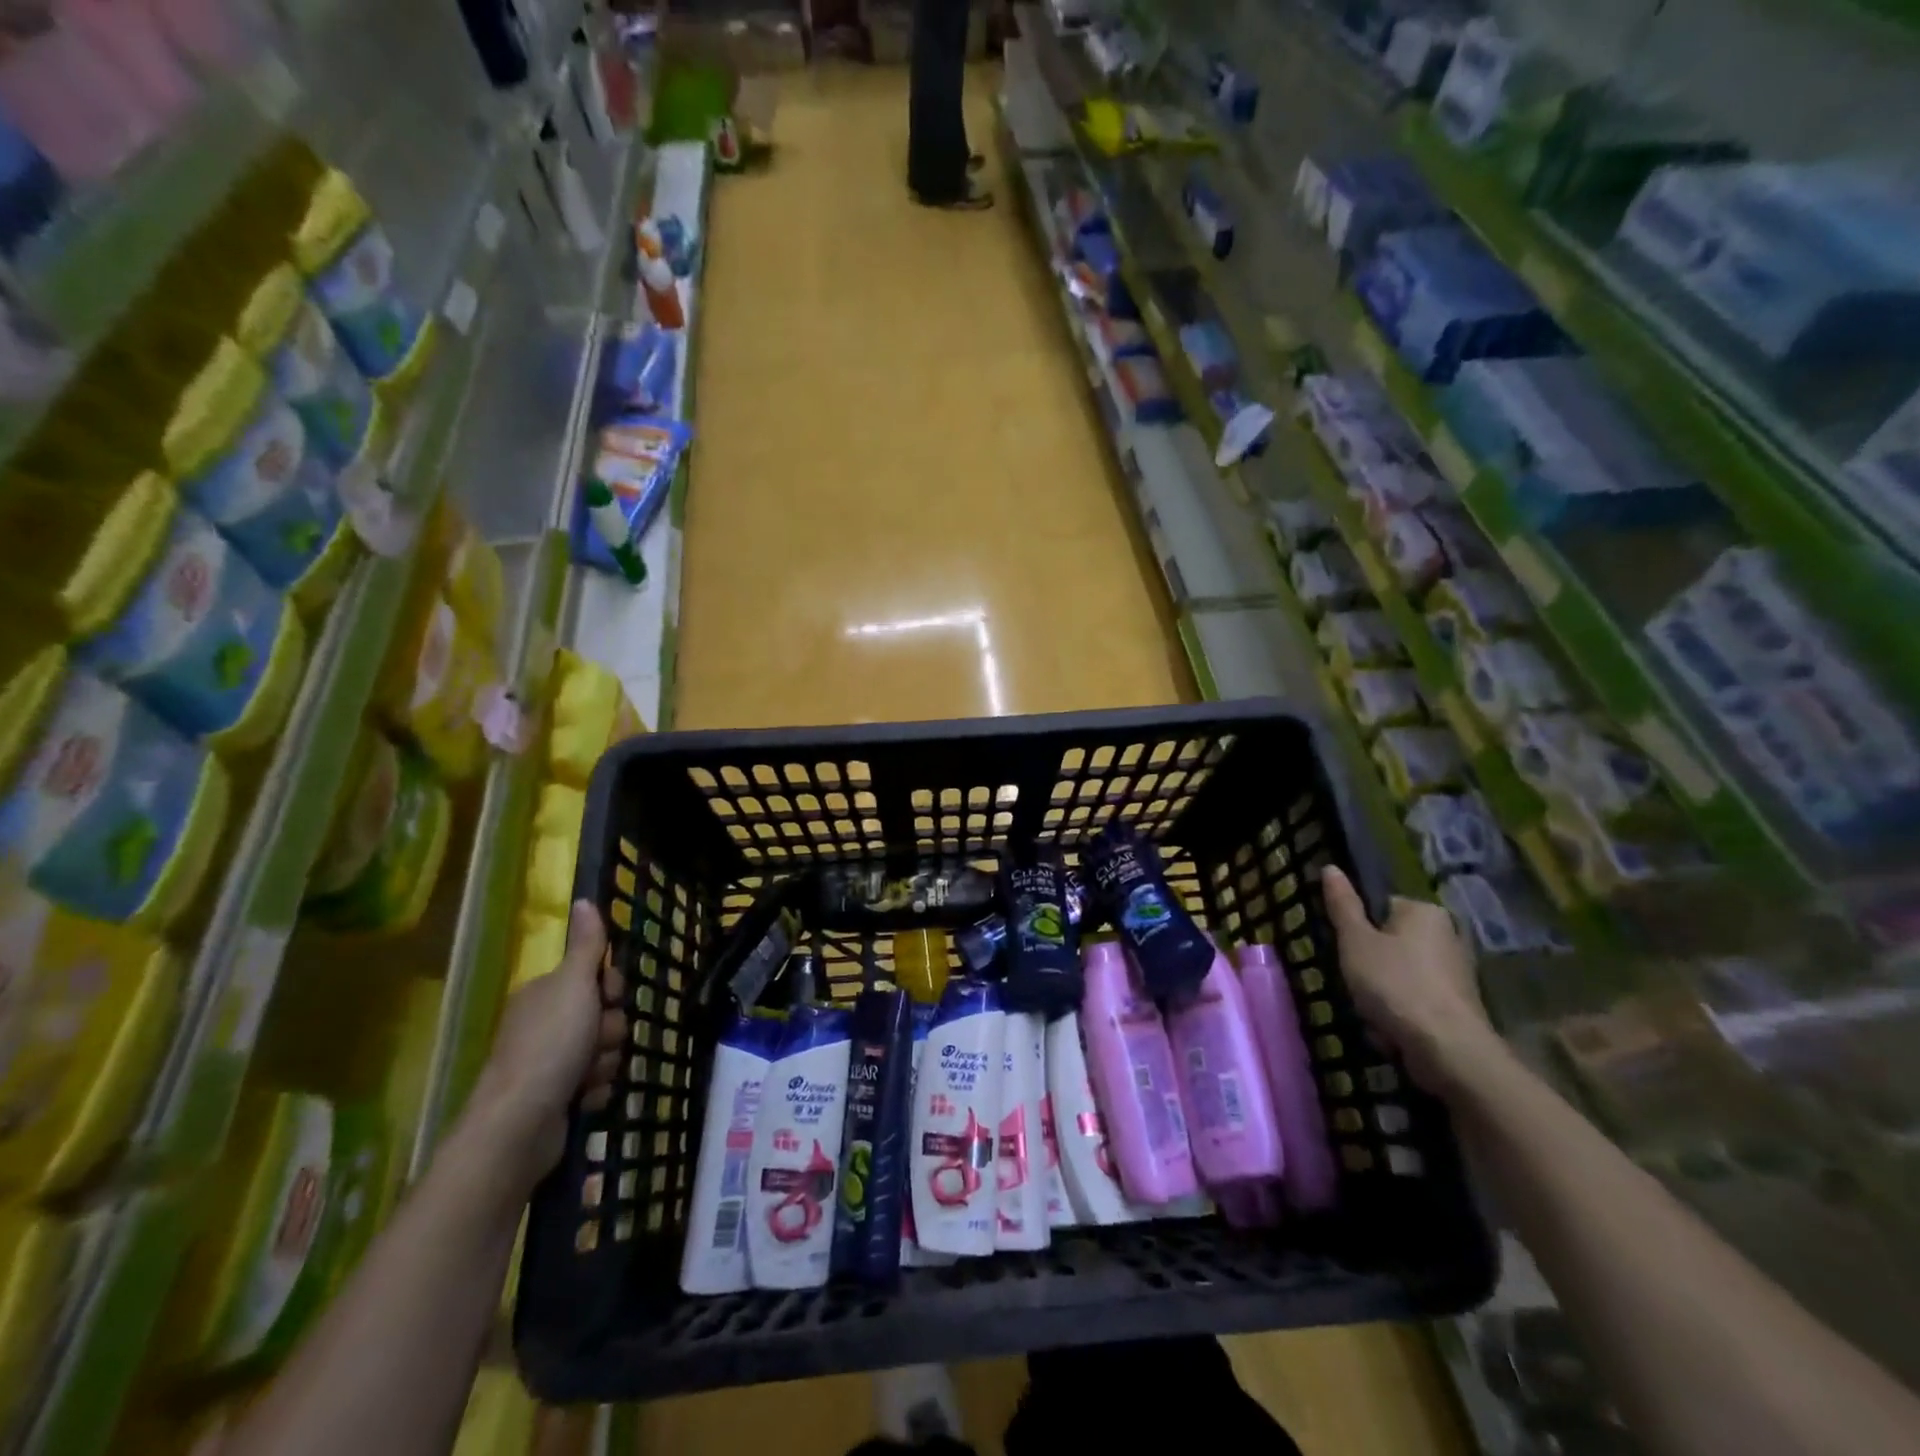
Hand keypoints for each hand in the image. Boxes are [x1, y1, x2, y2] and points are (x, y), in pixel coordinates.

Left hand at [473, 901, 627, 1185]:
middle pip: (605, 1015)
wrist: (519, 1126)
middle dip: (609, 1032)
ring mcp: (549, 1063)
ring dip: (604, 1064)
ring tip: (585, 1079)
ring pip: (604, 1051)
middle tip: (595, 1042)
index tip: (608, 997)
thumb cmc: (549, 1046)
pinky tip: (582, 1100)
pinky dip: (593, 1091)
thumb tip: (585, 899)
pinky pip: (595, 1084)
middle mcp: (546, 1024)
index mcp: (546, 993)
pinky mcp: (557, 1098)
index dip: (611, 988)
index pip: (597, 977)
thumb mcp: (574, 985)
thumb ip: (586, 945)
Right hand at [1321, 866, 1497, 1094]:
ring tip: (1370, 1007)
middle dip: (1370, 960)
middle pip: (1391, 940)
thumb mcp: (1355, 940)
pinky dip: (1401, 1009)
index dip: (1357, 927)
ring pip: (1401, 971)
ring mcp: (1457, 970)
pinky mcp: (1459, 1003)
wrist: (1447, 1049)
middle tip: (1354, 979)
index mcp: (1424, 910)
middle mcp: (1448, 933)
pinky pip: (1416, 997)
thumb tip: (1330, 867)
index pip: (1380, 905)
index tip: (1345, 949)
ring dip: (1382, 988)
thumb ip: (1342, 904)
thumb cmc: (1394, 984)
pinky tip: (1390, 1026)